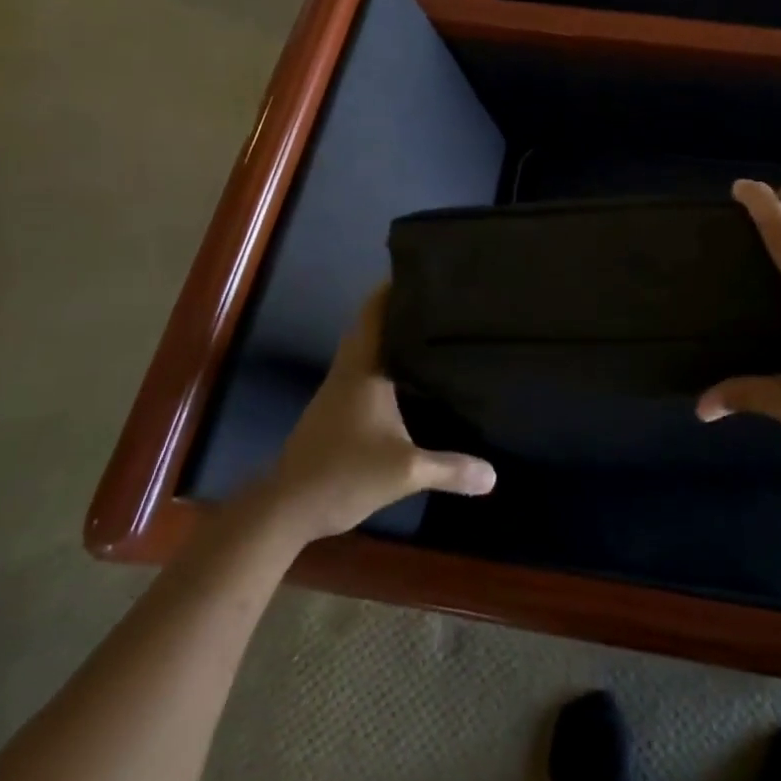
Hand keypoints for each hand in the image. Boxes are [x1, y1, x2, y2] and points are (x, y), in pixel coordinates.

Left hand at [263, 287, 495, 541]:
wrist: (286, 508)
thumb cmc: (344, 474)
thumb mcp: (405, 472)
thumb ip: (450, 469)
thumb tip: (493, 474)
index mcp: (362, 369)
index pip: (375, 312)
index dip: (393, 288)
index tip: (422, 272)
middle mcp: (348, 371)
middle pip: (370, 325)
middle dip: (399, 310)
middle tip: (438, 301)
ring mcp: (337, 391)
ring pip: (365, 349)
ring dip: (390, 337)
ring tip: (429, 331)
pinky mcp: (334, 411)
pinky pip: (362, 372)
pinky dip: (383, 363)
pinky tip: (407, 378)